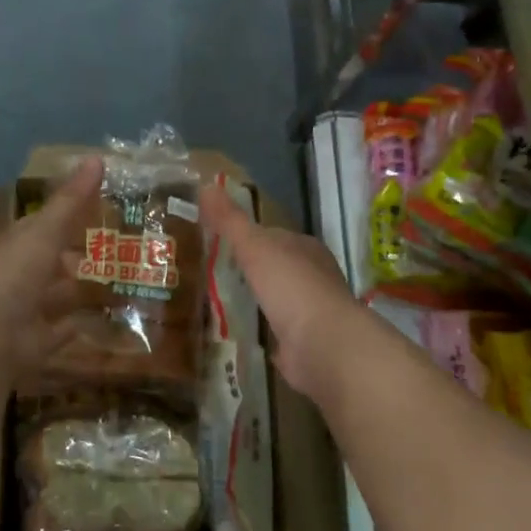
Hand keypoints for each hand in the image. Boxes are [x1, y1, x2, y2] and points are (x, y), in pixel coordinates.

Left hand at [0, 156, 101, 374]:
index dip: (66, 214)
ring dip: (77, 290)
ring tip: (116, 282)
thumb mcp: (45, 231)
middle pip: (50, 261)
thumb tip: (97, 157)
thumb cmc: (14, 274)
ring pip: (56, 296)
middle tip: (115, 247)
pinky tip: (96, 322)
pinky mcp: (35, 343)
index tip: (97, 207)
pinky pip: (60, 331)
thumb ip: (72, 200)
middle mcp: (17, 276)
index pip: (40, 224)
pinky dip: (75, 327)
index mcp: (15, 245)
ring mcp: (25, 311)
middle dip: (74, 255)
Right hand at [200, 180, 360, 403]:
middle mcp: (314, 277)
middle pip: (276, 267)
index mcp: (306, 249)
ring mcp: (311, 313)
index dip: (248, 236)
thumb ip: (231, 220)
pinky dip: (260, 331)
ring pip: (277, 300)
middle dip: (251, 270)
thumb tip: (206, 185)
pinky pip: (276, 332)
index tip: (218, 241)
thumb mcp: (255, 246)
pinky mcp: (305, 344)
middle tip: (212, 273)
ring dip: (255, 301)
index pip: (274, 236)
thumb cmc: (292, 287)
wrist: (324, 345)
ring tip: (217, 302)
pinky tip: (238, 333)